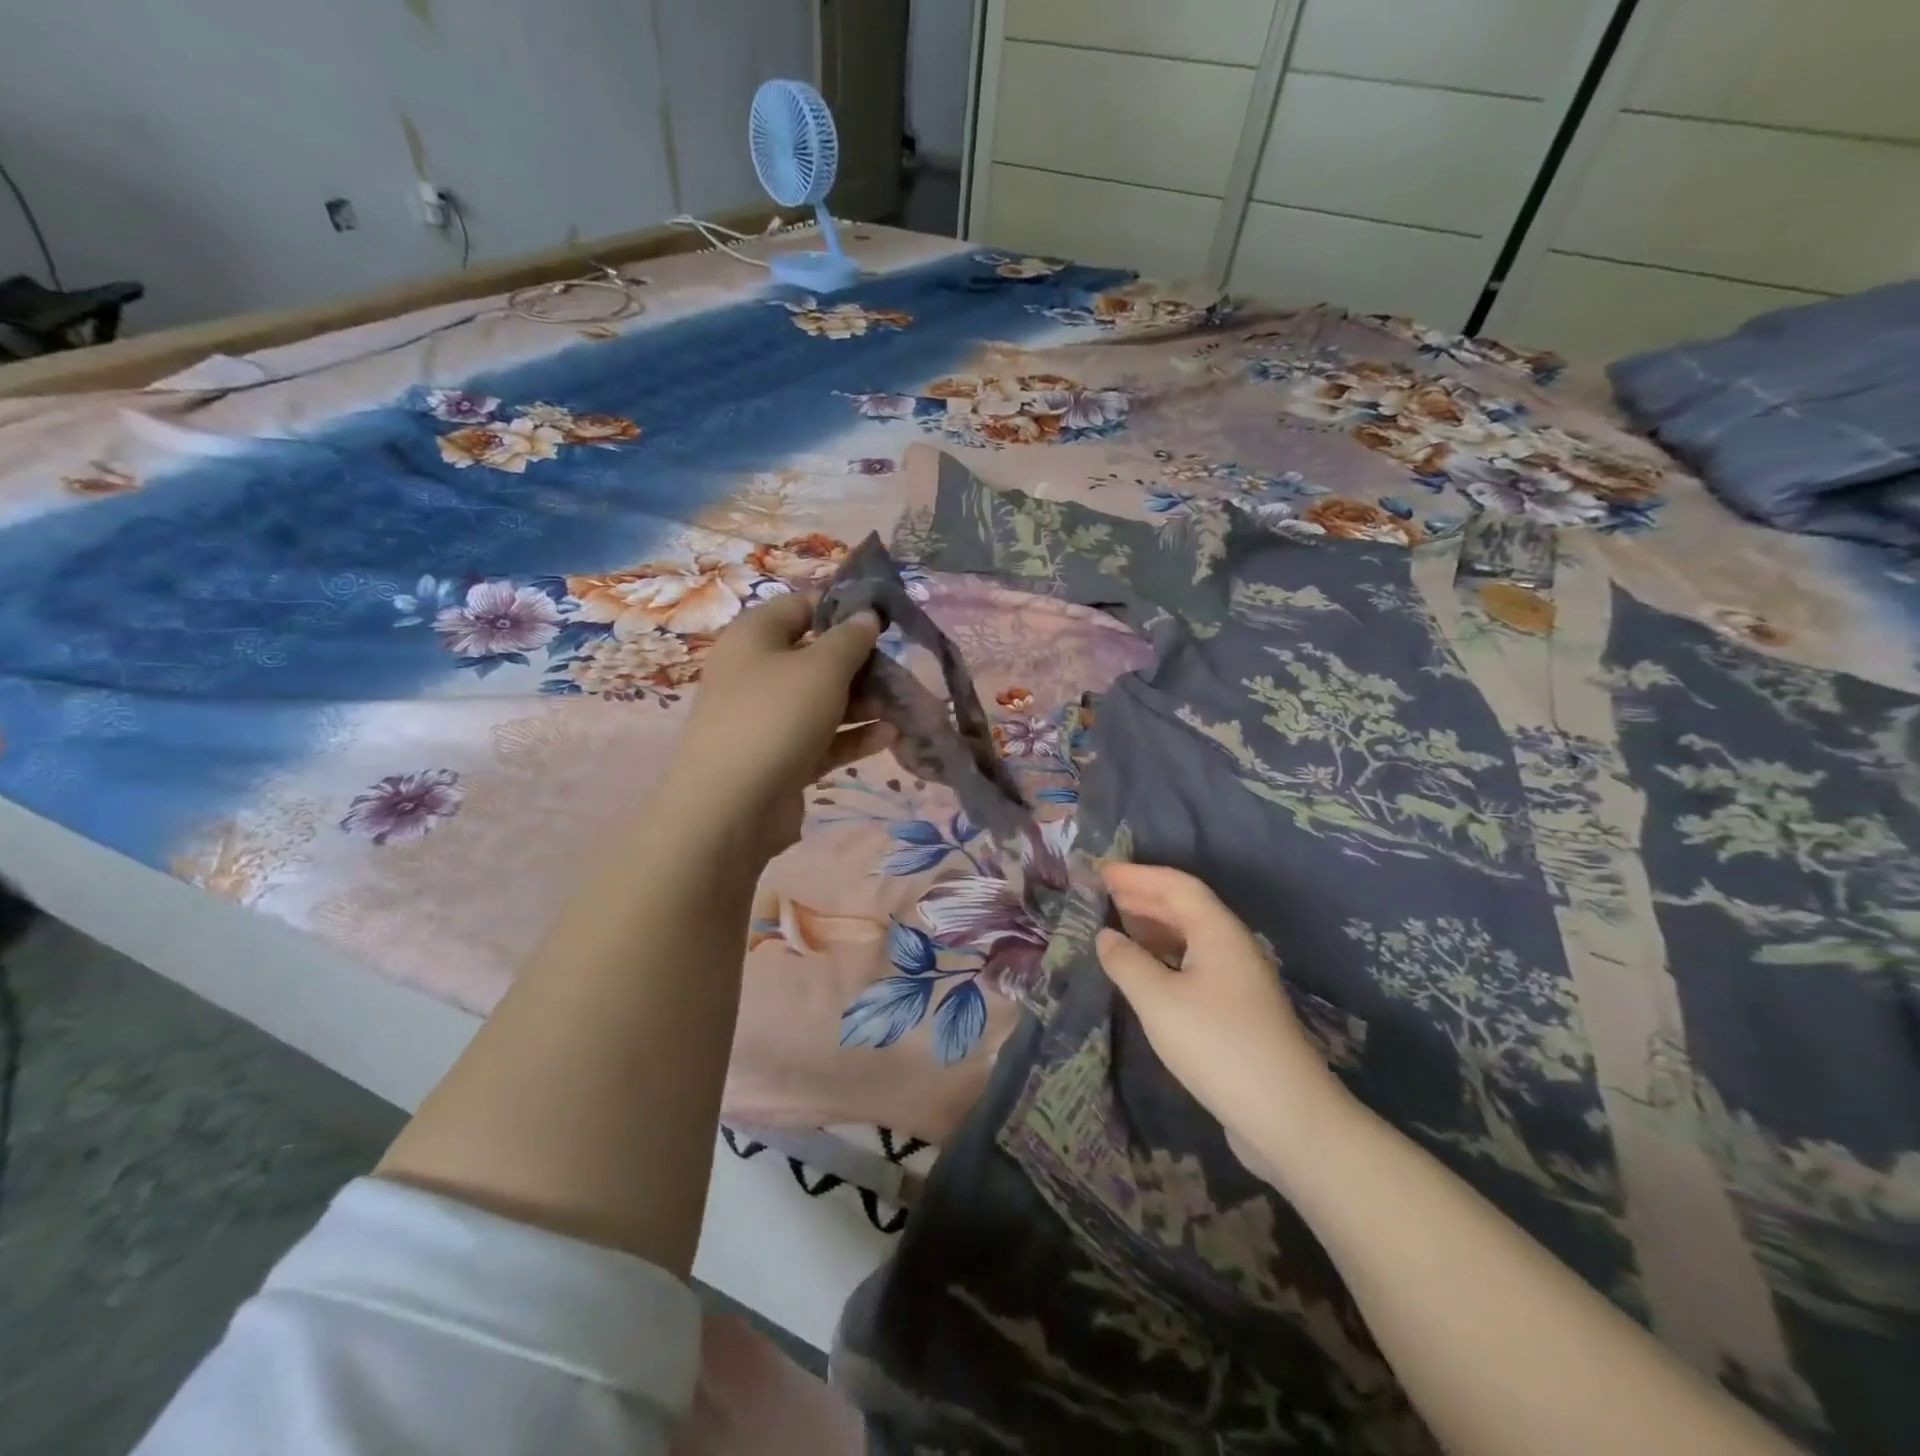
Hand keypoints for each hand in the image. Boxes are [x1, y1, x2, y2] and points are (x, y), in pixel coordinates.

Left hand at [670, 592, 895, 858]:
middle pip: (814, 657)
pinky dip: (852, 736)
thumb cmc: (776, 716)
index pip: (800, 607)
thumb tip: (866, 615)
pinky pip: (822, 739)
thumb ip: (850, 638)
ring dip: (861, 703)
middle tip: (897, 670)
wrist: (732, 806)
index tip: (882, 620)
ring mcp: (766, 720)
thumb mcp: (822, 667)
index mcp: (754, 637)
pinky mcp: (780, 759)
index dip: (841, 608)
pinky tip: (889, 736)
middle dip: (859, 664)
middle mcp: (755, 674)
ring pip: (821, 702)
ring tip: (900, 706)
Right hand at [1096, 863, 1344, 1163]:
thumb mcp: (1159, 1001)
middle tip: (1100, 895)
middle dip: (1142, 897)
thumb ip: (1127, 962)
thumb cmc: (1217, 1045)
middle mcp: (1231, 947)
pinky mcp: (1235, 1011)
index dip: (1137, 875)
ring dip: (1152, 927)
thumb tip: (1105, 936)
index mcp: (1218, 932)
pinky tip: (1141, 971)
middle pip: (1185, 908)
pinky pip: (1192, 965)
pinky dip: (1163, 956)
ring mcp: (1237, 980)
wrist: (1286, 1117)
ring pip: (1189, 937)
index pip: (1176, 885)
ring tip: (1113, 926)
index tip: (1100, 872)